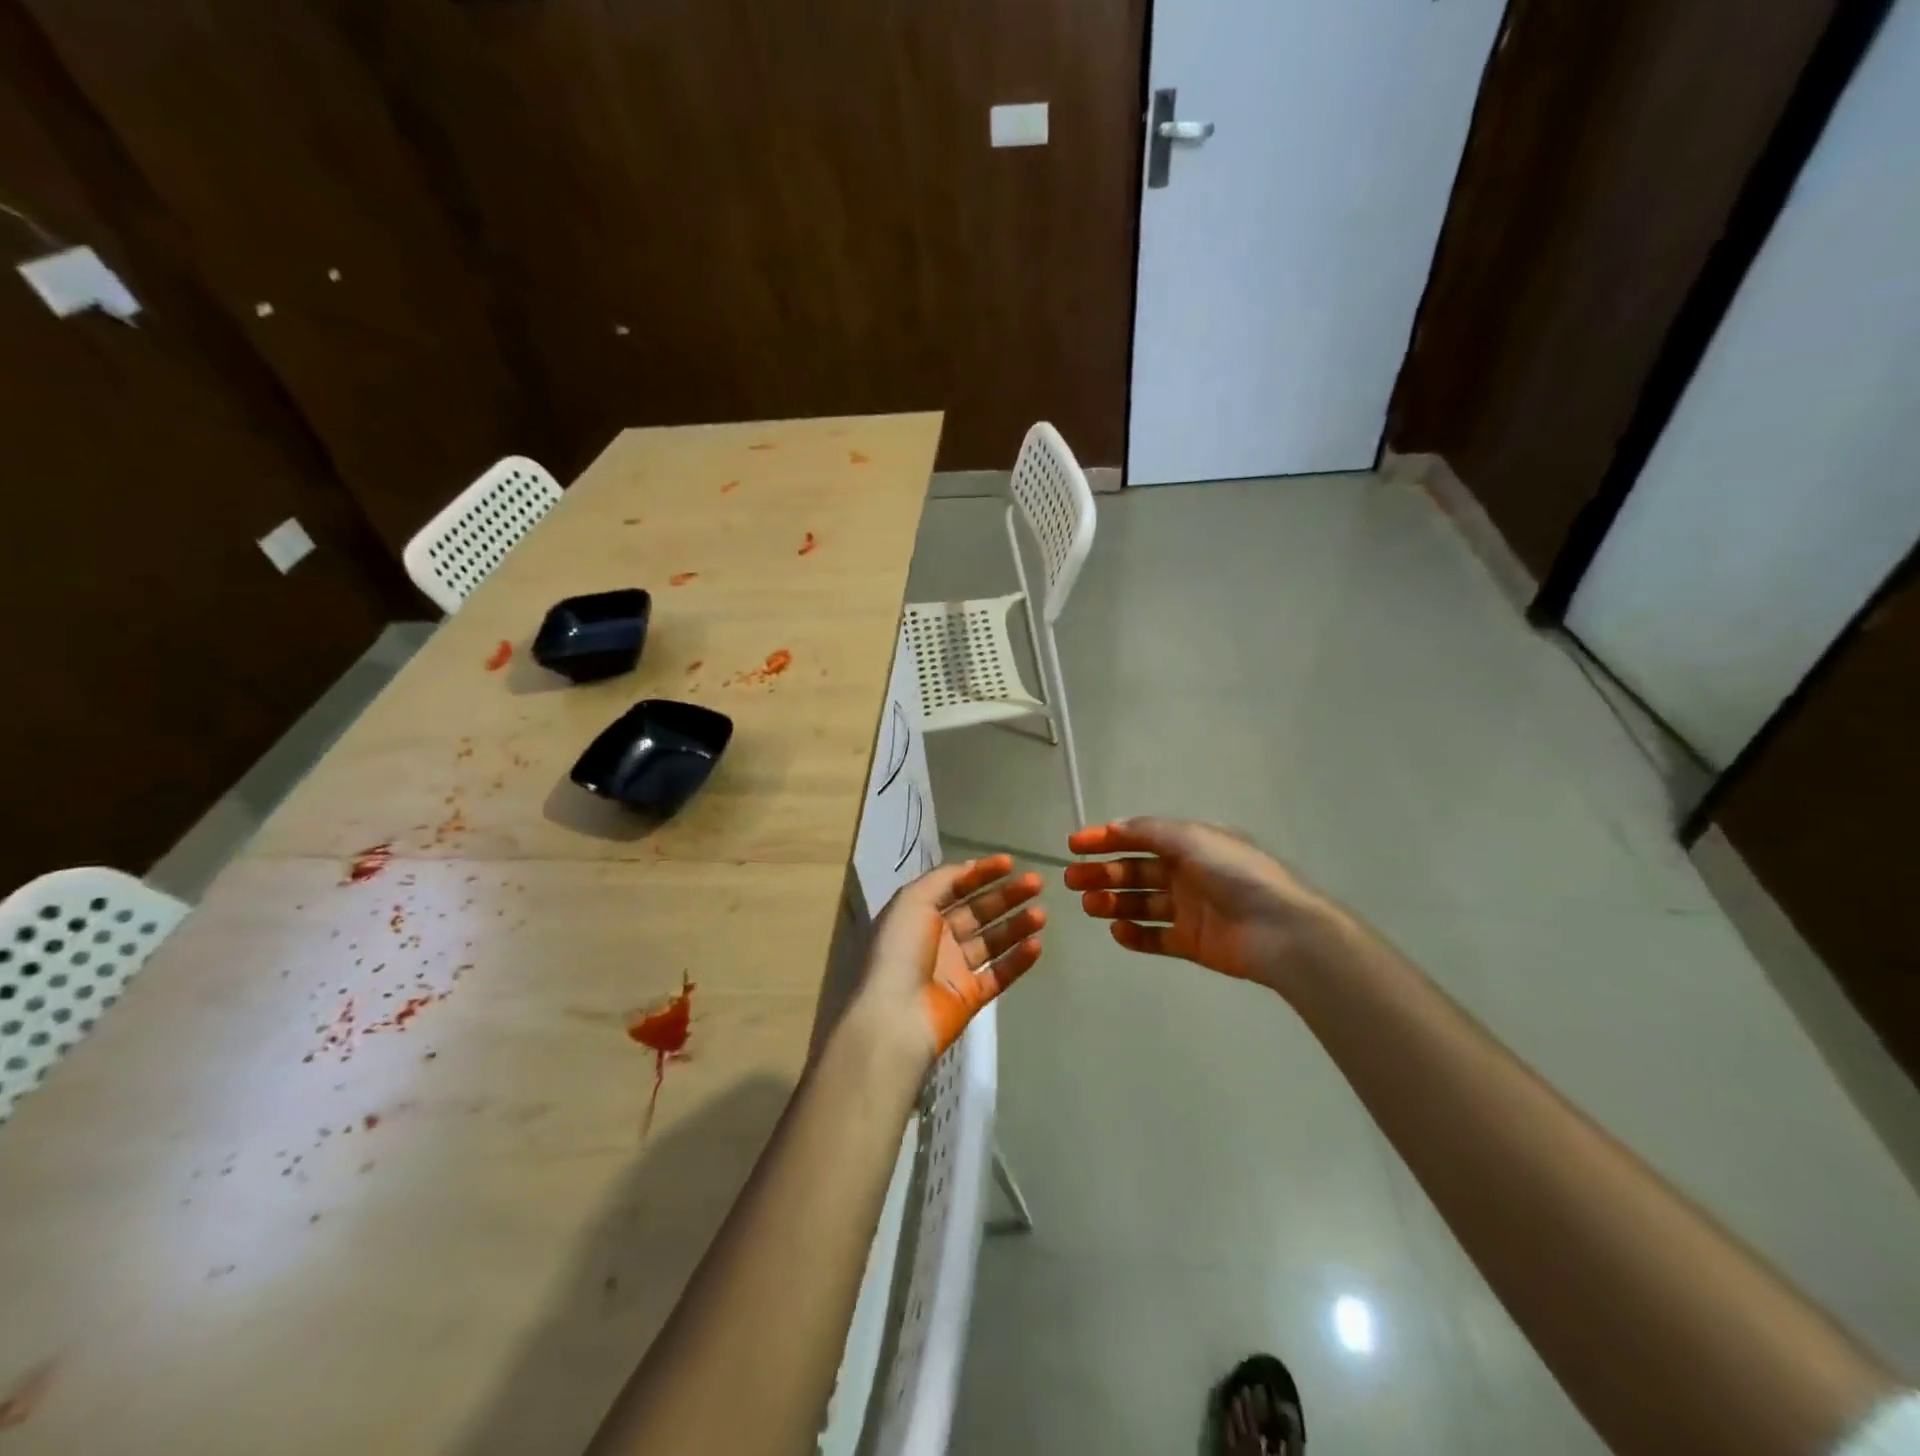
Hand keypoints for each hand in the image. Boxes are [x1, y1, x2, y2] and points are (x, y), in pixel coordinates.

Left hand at [852, 855, 1044, 1069]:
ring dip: (1017, 925)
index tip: (1010, 863)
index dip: (981, 873)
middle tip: (1036, 883)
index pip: (955, 886)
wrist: (895, 1016)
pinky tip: (1037, 945)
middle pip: (978, 911)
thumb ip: (943, 879)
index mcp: (919, 913)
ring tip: (1042, 914)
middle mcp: (937, 937)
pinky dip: (1018, 960)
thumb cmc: (900, 950)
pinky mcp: (970, 997)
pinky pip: (999, 974)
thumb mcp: (913, 900)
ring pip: (992, 941)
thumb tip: (970, 867)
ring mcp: (954, 969)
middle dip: (1006, 896)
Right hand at [1064, 818, 1337, 994]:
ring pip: (1140, 903)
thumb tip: (1113, 826)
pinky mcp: (1191, 942)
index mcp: (1189, 844)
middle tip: (1072, 880)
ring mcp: (1188, 909)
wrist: (1280, 930)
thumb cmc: (1235, 874)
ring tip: (1091, 906)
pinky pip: (1155, 937)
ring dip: (1113, 901)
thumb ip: (1148, 832)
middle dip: (1102, 872)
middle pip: (1134, 871)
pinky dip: (1134, 935)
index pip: (1139, 837)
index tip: (1073, 845)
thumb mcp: (1191, 839)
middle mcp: (1186, 873)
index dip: (1105, 839)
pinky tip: (1117, 931)